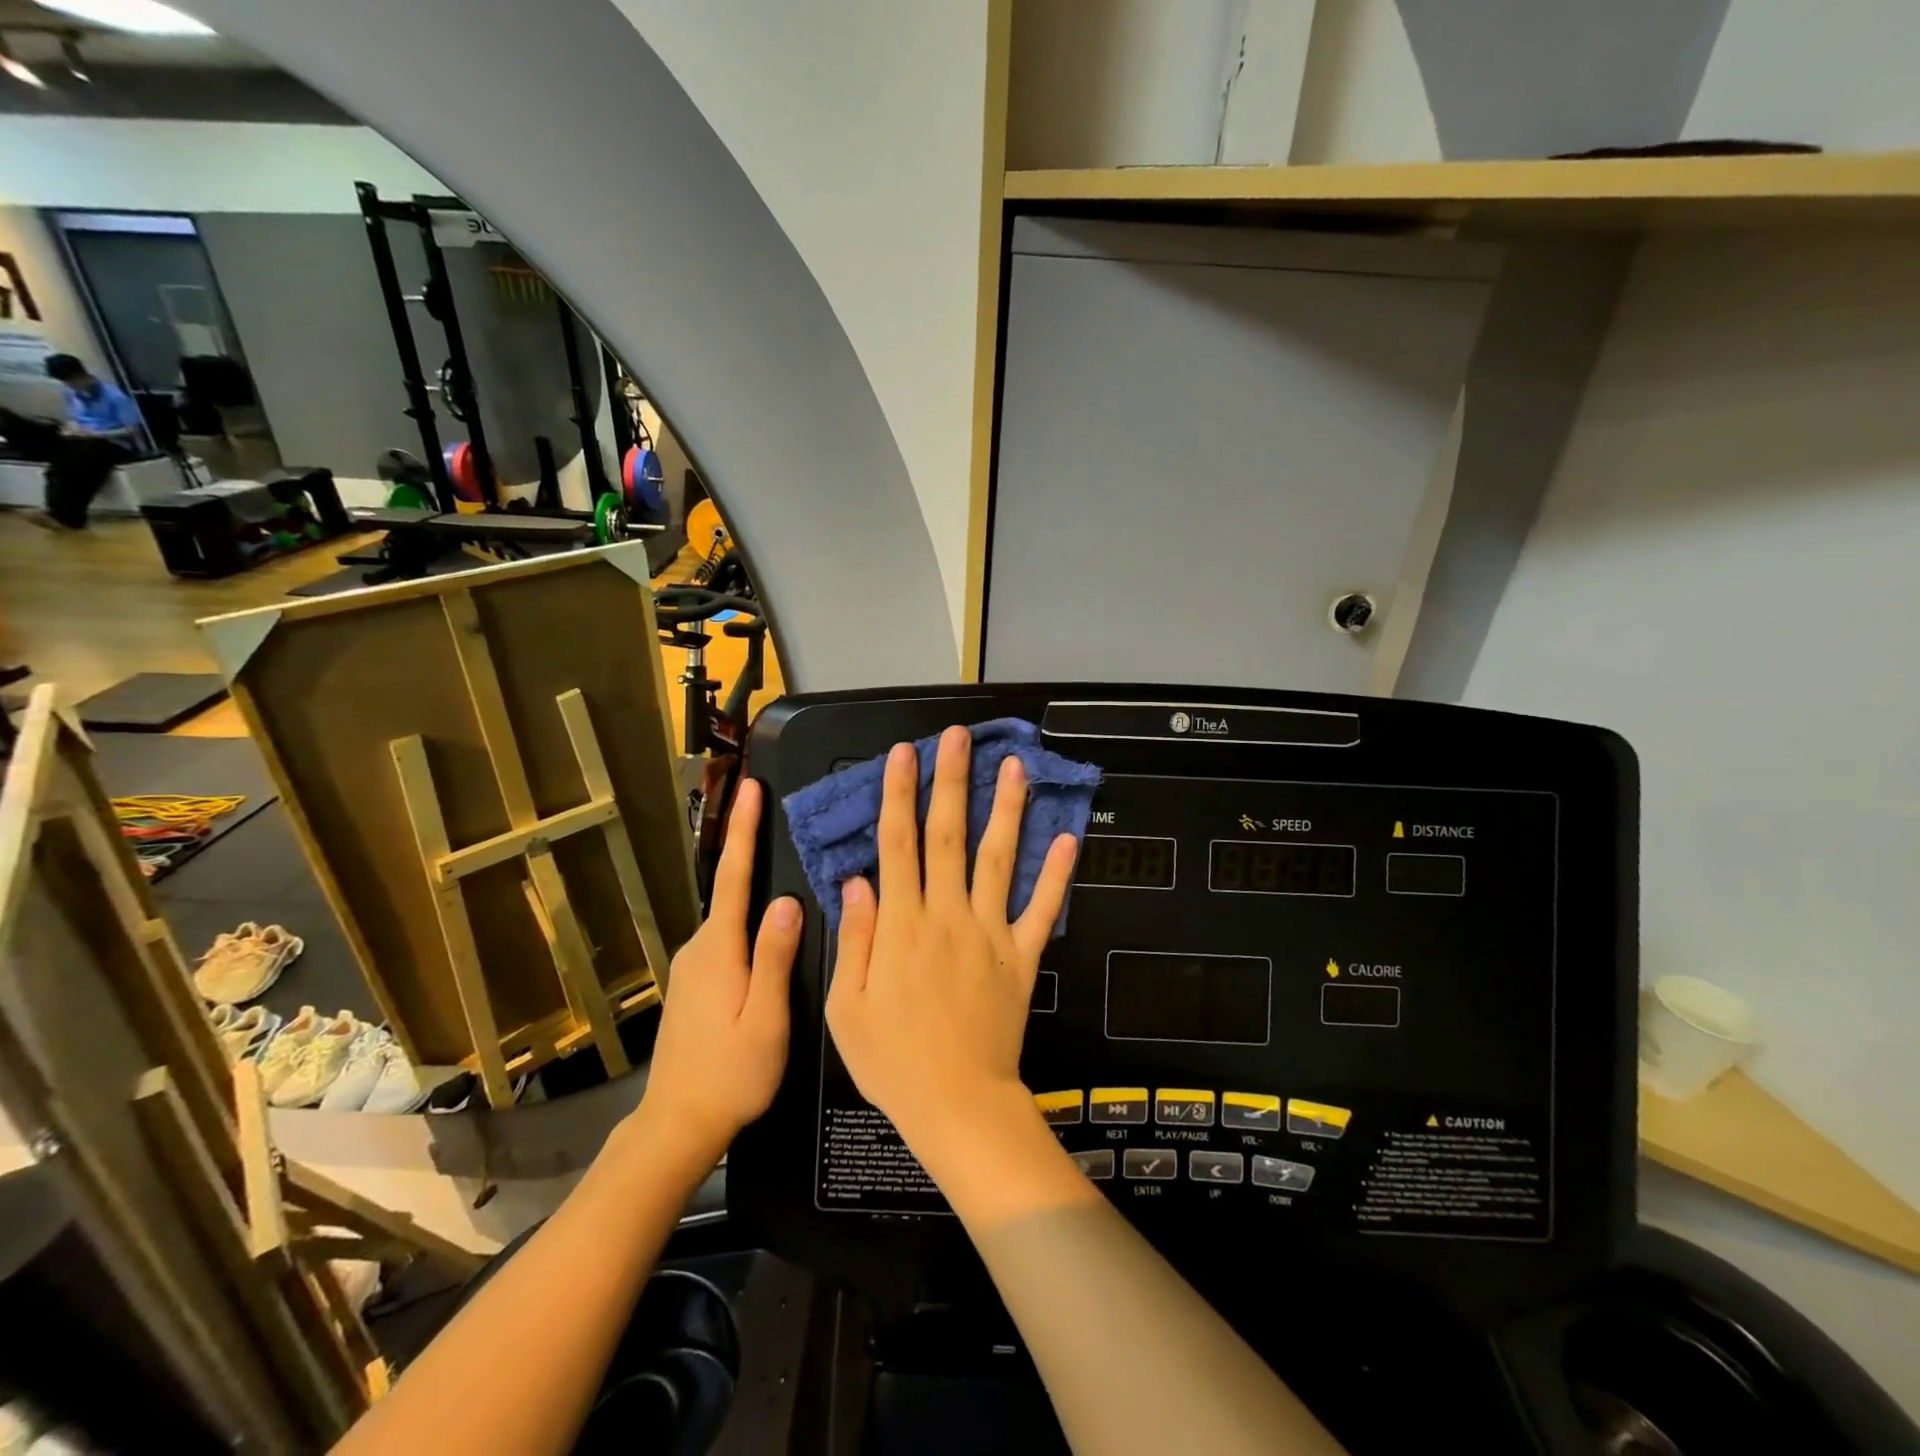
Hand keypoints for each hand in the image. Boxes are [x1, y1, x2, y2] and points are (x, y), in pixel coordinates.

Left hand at [633, 778, 799, 1164]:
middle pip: (731, 889)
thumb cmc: (731, 1074)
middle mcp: (700, 948)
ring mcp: (692, 966)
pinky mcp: (694, 983)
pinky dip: (746, 921)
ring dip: (751, 889)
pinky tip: (767, 932)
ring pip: (730, 916)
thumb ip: (775, 958)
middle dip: (750, 849)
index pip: (733, 877)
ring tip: (784, 874)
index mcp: (719, 950)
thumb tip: (787, 900)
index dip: (743, 830)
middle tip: (778, 816)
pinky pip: (726, 937)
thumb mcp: (766, 1019)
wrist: (678, 1124)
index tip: (749, 788)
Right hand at [827, 728, 1077, 1157]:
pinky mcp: (1023, 955)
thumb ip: (855, 937)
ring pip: (997, 858)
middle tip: (958, 738)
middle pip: (949, 835)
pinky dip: (1056, 874)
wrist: (957, 1104)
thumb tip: (857, 880)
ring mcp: (990, 932)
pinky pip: (1042, 909)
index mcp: (902, 925)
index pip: (898, 844)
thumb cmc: (892, 1060)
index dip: (899, 795)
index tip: (904, 754)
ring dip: (1006, 809)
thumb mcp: (847, 1005)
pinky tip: (1067, 838)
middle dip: (951, 781)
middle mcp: (947, 915)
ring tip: (1014, 766)